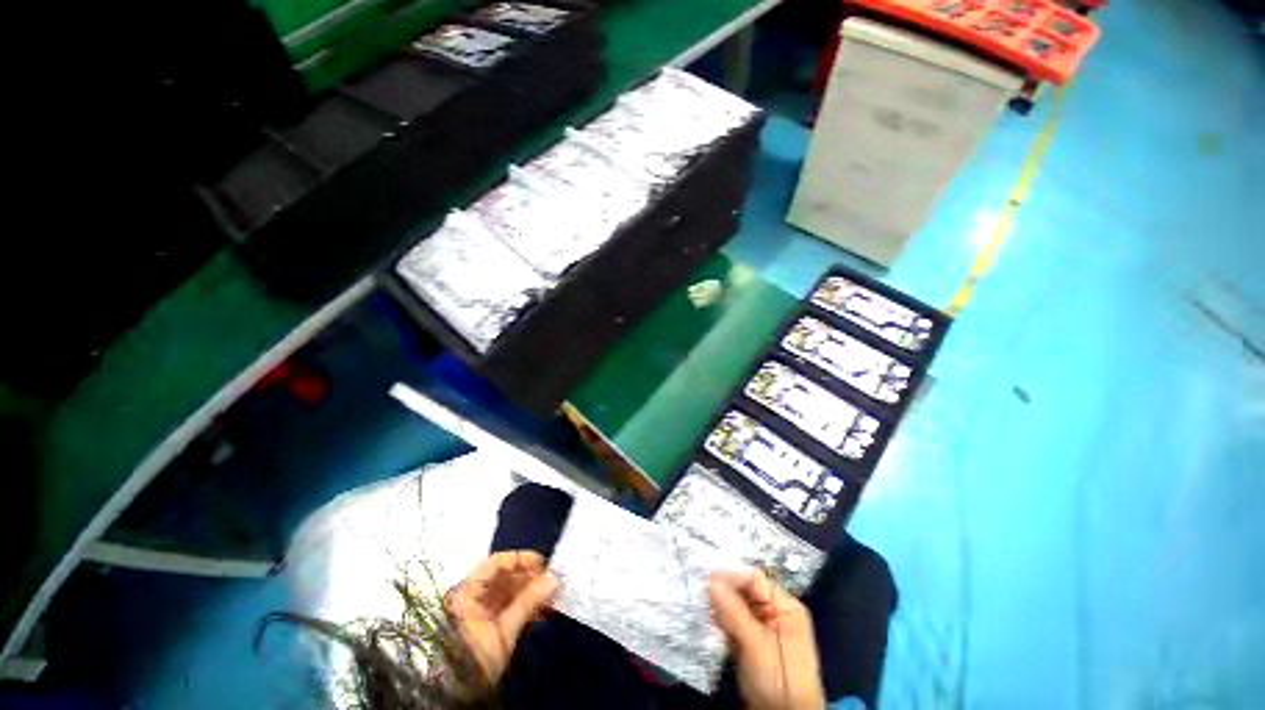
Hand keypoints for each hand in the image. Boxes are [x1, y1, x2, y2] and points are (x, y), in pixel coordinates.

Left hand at [447, 551, 558, 683]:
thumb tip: (554, 578)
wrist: (460, 696)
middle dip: (530, 577)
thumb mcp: (503, 631)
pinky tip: (542, 612)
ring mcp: (481, 610)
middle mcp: (473, 596)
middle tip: (552, 581)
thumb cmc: (476, 658)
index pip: (496, 563)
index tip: (542, 564)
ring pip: (510, 591)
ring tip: (551, 596)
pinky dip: (526, 606)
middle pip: (504, 576)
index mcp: (467, 592)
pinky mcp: (490, 624)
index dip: (520, 559)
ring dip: (531, 591)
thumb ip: (528, 602)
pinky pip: (510, 606)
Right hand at [708, 570, 824, 709]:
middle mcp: (774, 611)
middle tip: (700, 594)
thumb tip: (710, 580)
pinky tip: (710, 622)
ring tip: (703, 609)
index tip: (705, 579)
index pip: (754, 580)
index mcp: (785, 607)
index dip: (730, 576)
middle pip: (744, 591)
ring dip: (719, 607)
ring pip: (735, 606)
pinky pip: (733, 622)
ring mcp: (762, 627)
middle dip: (723, 592)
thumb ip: (734, 611)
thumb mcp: (757, 646)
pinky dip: (721, 621)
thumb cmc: (779, 682)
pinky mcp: (751, 641)